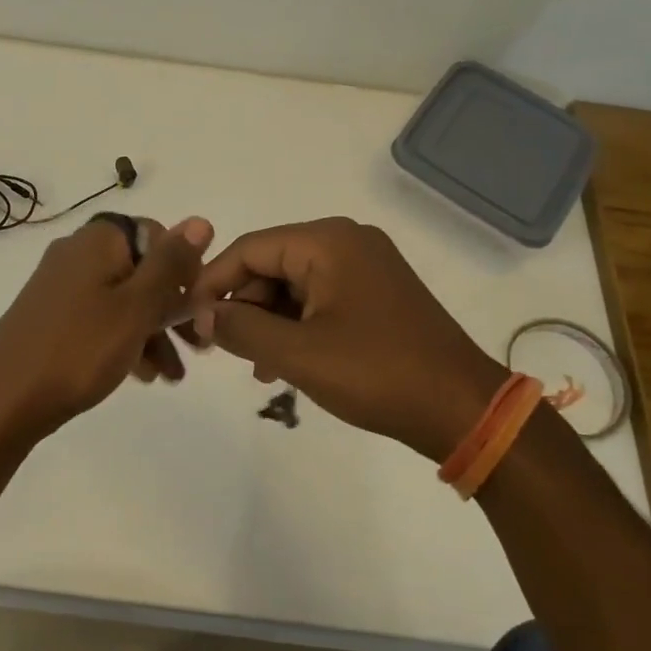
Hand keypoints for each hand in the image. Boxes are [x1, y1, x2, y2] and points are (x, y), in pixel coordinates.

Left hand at [0, 214, 213, 463]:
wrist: (1, 400)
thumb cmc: (79, 349)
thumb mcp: (136, 306)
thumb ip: (170, 264)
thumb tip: (200, 221)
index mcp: (100, 240)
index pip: (158, 235)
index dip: (183, 270)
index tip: (198, 309)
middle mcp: (78, 253)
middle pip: (141, 270)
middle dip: (172, 309)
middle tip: (198, 347)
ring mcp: (61, 285)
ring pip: (123, 299)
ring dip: (152, 331)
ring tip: (171, 376)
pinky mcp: (51, 315)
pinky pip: (100, 318)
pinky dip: (124, 339)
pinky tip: (141, 375)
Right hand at [186, 217, 506, 462]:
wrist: (462, 408)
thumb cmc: (377, 373)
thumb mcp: (298, 353)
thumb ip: (242, 328)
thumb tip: (203, 315)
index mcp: (328, 241)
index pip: (250, 249)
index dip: (213, 282)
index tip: (188, 319)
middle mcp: (346, 242)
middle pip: (271, 264)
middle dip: (243, 305)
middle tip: (221, 348)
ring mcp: (365, 267)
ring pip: (293, 284)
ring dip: (267, 321)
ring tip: (254, 365)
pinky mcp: (376, 293)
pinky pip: (319, 299)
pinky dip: (296, 325)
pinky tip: (283, 363)